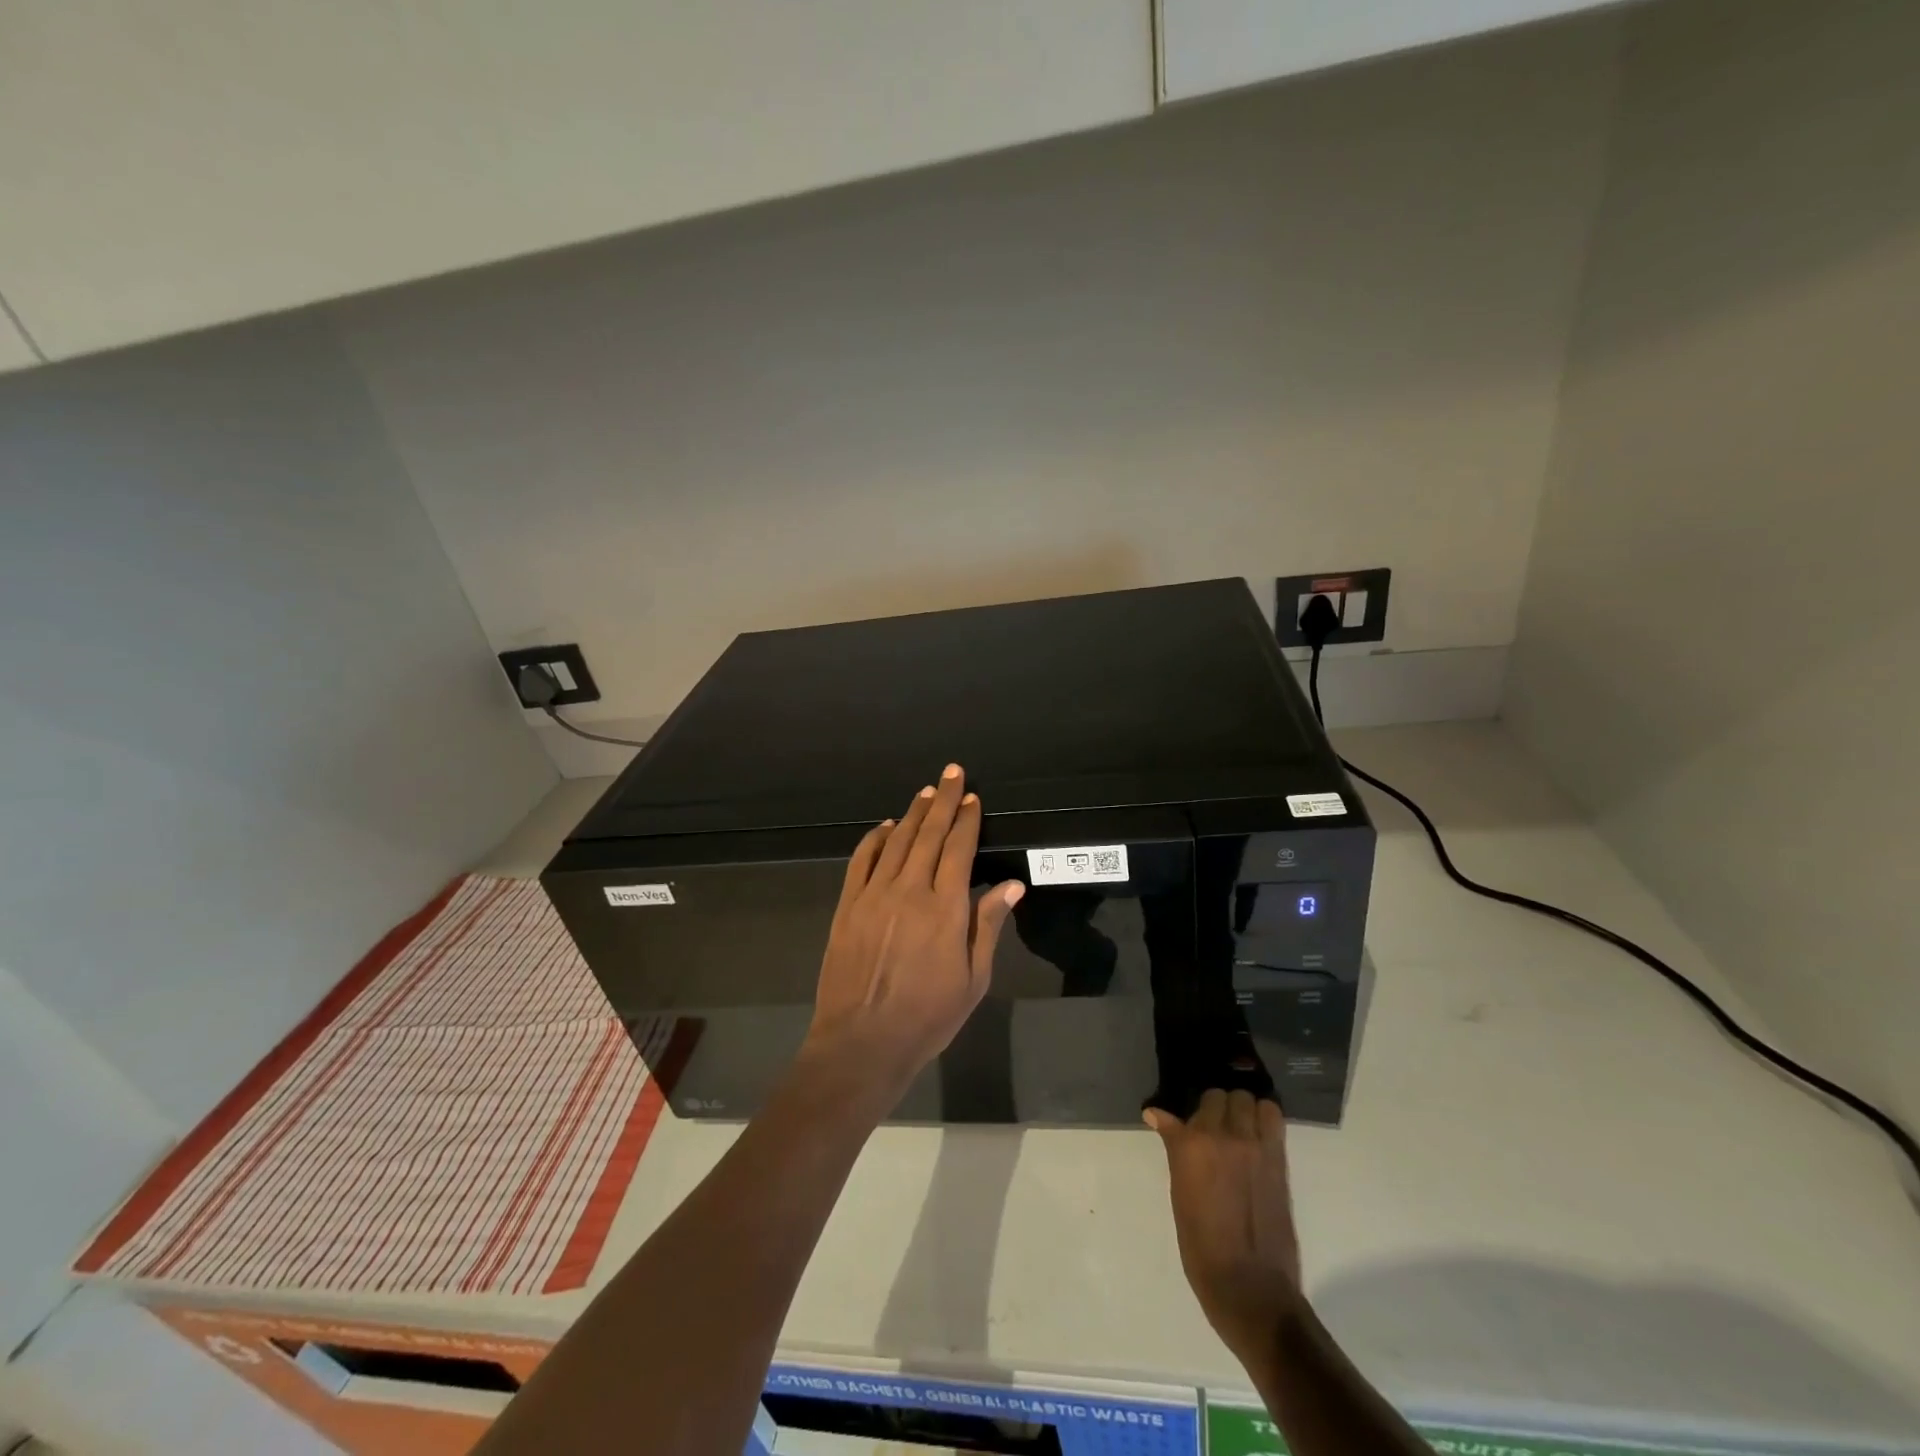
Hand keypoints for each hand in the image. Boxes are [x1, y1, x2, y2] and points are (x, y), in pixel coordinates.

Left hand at [803, 763, 1023, 1102]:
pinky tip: (887, 826)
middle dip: (944, 801)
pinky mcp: (848, 905)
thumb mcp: (973, 979)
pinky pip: (862, 860)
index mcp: (945, 908)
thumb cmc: (927, 1016)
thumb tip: (1012, 885)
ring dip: (913, 813)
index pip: (959, 849)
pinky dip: (875, 838)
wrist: (862, 1041)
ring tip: (927, 793)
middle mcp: (910, 890)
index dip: (968, 819)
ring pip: (897, 841)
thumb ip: (988, 926)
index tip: (973, 797)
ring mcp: (874, 895)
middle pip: (929, 834)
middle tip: (952, 773)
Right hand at [1146, 1090, 1302, 1364]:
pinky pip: (1273, 1117)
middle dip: (1217, 1108)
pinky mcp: (1278, 1158)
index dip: (1192, 1116)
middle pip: (1222, 1096)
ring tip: (1240, 1128)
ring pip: (1248, 1099)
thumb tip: (1155, 1114)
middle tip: (1215, 1128)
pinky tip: (1258, 1134)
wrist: (1250, 1287)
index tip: (1187, 1124)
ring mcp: (1254, 1145)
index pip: (1193, 1106)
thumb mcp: (1179, 1194)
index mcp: (1191, 1145)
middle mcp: (1222, 1136)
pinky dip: (1265, 1117)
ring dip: (1243, 1109)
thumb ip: (1175, 1148)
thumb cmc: (1202, 1246)